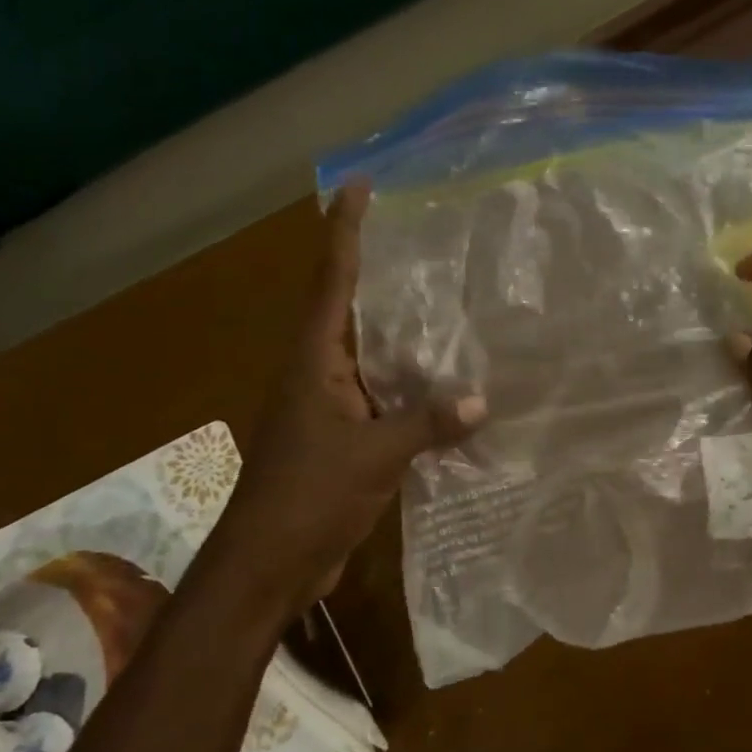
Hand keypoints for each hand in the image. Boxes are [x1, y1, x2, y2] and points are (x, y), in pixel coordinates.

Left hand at [222, 184, 484, 609]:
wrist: (270, 564)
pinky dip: (415, 395)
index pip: (332, 282)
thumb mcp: (373, 456)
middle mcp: (320, 376)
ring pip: (374, 362)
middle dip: (383, 277)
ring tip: (453, 311)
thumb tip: (482, 400)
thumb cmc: (308, 497)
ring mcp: (332, 411)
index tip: (360, 187)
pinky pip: (385, 404)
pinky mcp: (346, 443)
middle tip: (428, 245)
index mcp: (314, 363)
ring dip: (406, 341)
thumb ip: (427, 424)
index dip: (345, 232)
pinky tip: (450, 394)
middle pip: (352, 313)